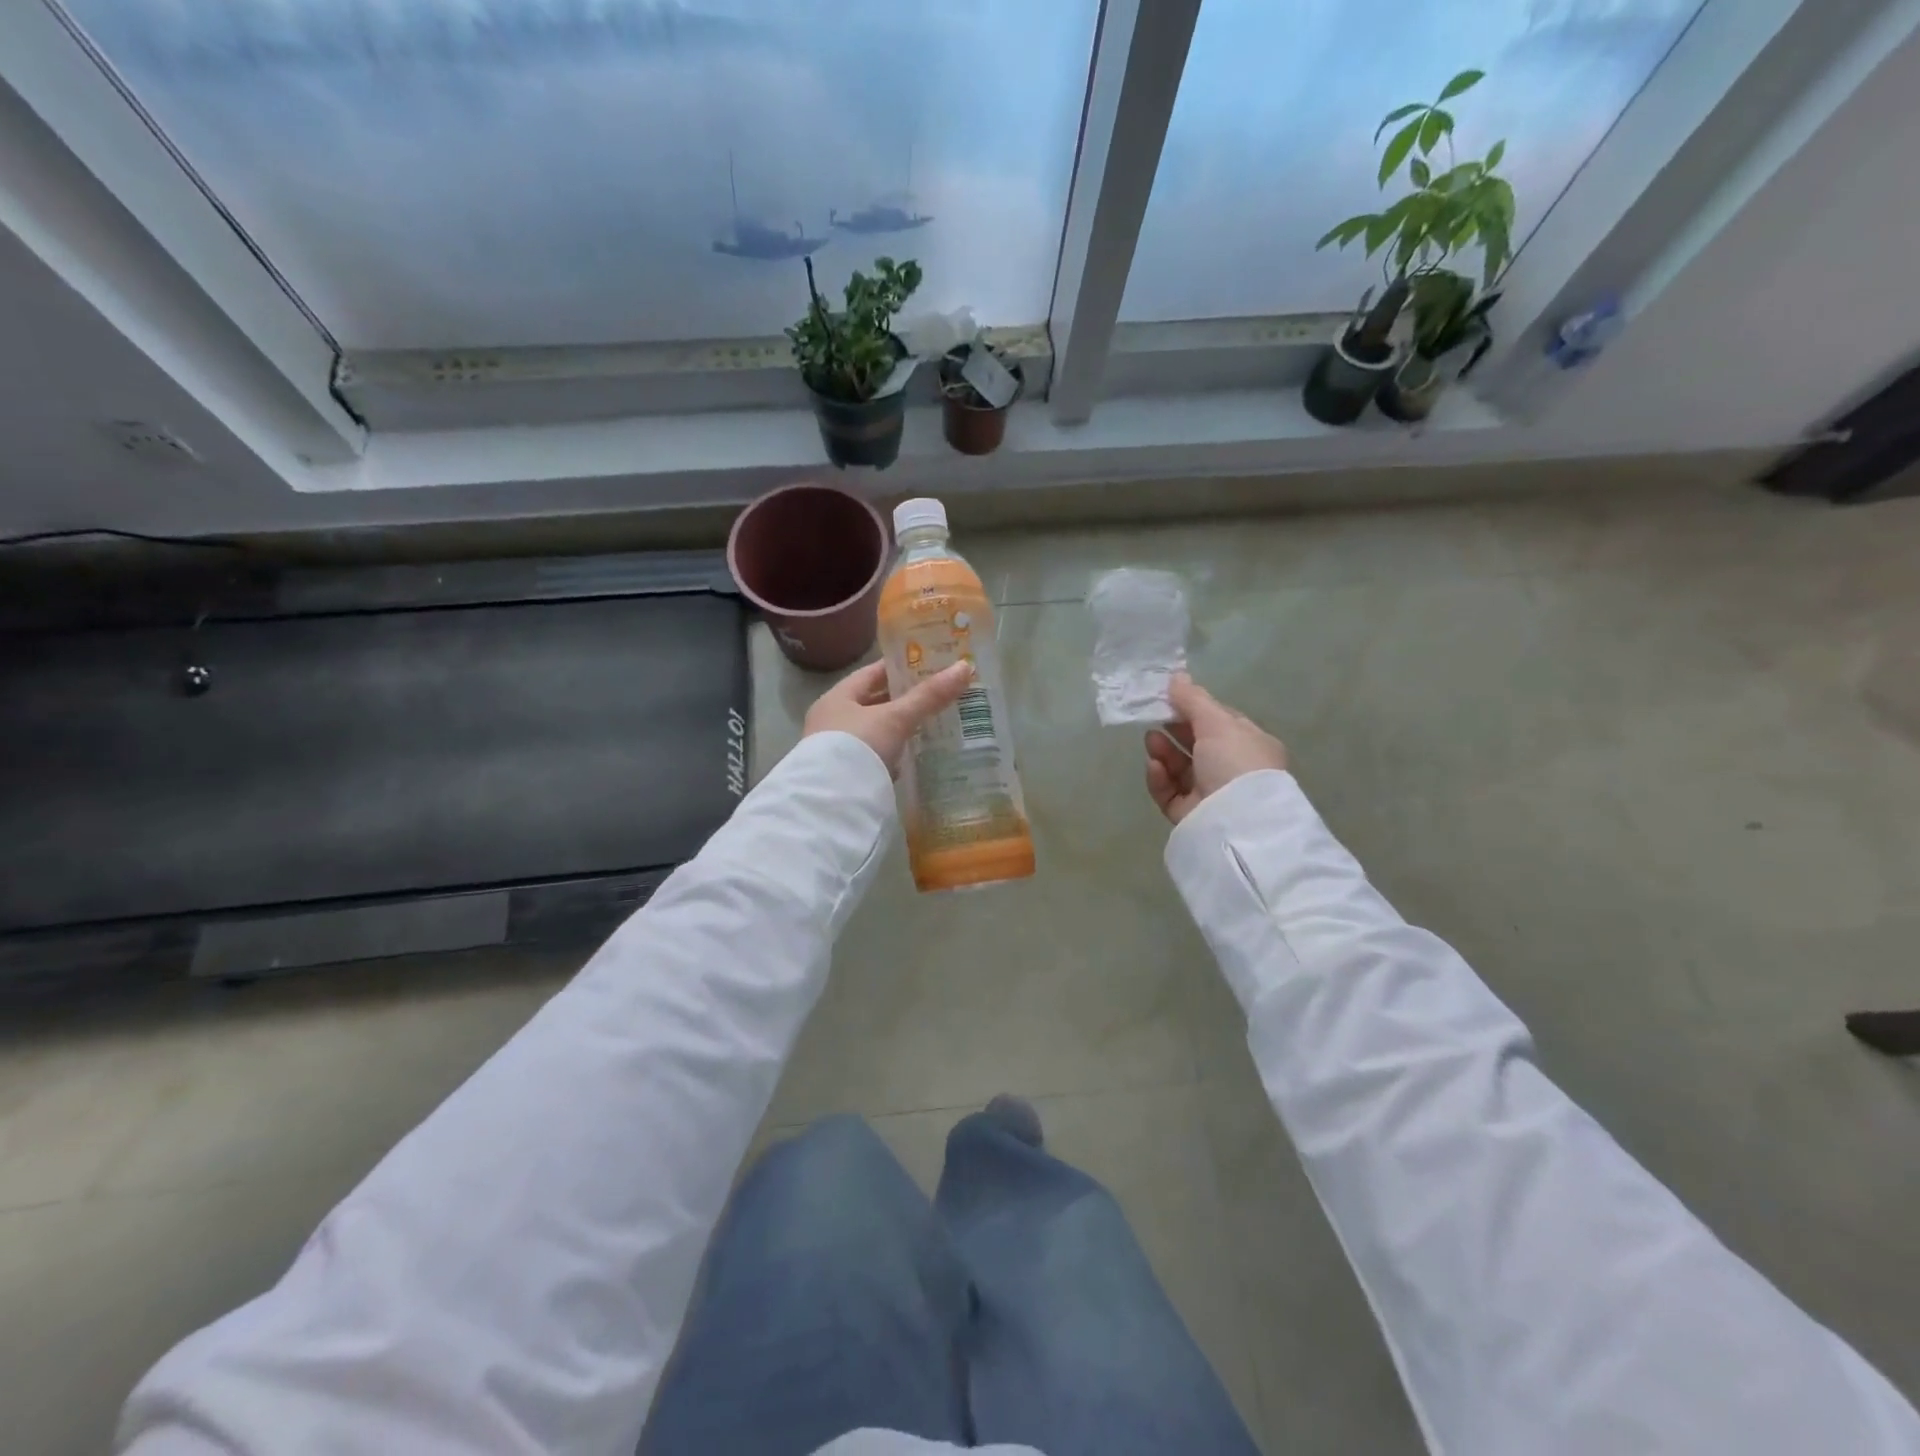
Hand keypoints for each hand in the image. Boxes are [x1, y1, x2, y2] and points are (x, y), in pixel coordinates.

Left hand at [804, 659, 974, 777]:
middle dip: (903, 700)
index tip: (927, 664)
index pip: (871, 674)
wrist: (832, 803)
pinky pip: (876, 757)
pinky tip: (914, 756)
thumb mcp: (895, 718)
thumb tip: (965, 667)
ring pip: (876, 732)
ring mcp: (837, 750)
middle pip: (874, 703)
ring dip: (900, 729)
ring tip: (933, 723)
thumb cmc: (858, 747)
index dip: (899, 667)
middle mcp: (832, 721)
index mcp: (837, 698)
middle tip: (938, 694)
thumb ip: (928, 696)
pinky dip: (895, 754)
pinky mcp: (847, 775)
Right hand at [1144, 674, 1288, 824]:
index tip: (1168, 698)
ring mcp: (1210, 794)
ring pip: (1180, 769)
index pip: (1219, 722)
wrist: (1237, 822)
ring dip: (1163, 752)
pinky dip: (1160, 778)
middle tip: (1152, 718)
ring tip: (1150, 740)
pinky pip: (1169, 792)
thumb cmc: (1235, 762)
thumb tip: (1176, 676)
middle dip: (1174, 730)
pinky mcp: (1189, 815)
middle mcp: (1232, 770)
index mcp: (1249, 746)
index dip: (1194, 709)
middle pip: (1196, 745)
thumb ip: (1193, 699)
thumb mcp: (1217, 722)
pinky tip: (1154, 767)